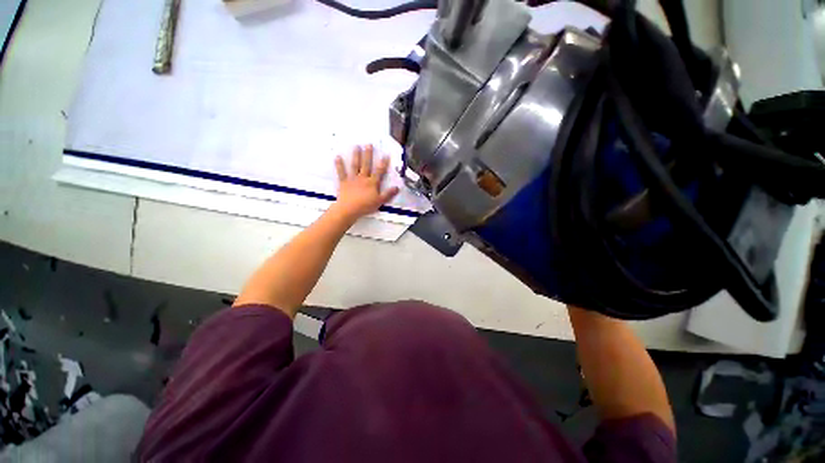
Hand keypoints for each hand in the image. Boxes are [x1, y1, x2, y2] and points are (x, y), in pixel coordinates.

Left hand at [331, 145, 399, 221]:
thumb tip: (397, 187)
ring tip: (356, 146)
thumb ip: (388, 194)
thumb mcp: (380, 201)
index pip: (379, 171)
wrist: (349, 209)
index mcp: (372, 183)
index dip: (383, 163)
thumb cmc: (365, 206)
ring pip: (355, 165)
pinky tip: (337, 157)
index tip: (386, 154)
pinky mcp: (344, 182)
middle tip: (368, 144)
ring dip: (355, 156)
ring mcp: (352, 179)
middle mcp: (363, 178)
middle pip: (366, 164)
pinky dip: (339, 165)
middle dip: (368, 154)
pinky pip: (341, 172)